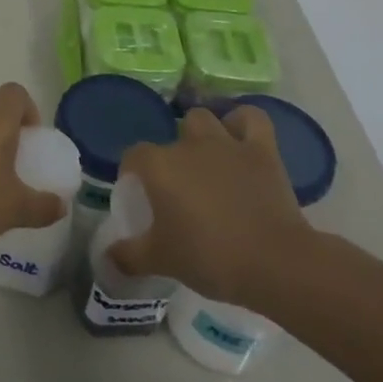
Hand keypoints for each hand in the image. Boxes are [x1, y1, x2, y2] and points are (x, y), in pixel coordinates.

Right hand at [109, 106, 318, 305]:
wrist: (273, 263)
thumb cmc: (209, 258)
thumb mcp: (161, 261)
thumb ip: (129, 255)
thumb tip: (109, 256)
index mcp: (160, 167)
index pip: (134, 156)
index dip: (133, 172)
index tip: (141, 195)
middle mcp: (189, 145)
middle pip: (170, 136)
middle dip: (172, 155)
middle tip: (178, 186)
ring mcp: (227, 143)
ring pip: (204, 119)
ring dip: (201, 134)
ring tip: (205, 159)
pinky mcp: (261, 150)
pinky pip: (251, 118)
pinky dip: (242, 122)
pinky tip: (239, 137)